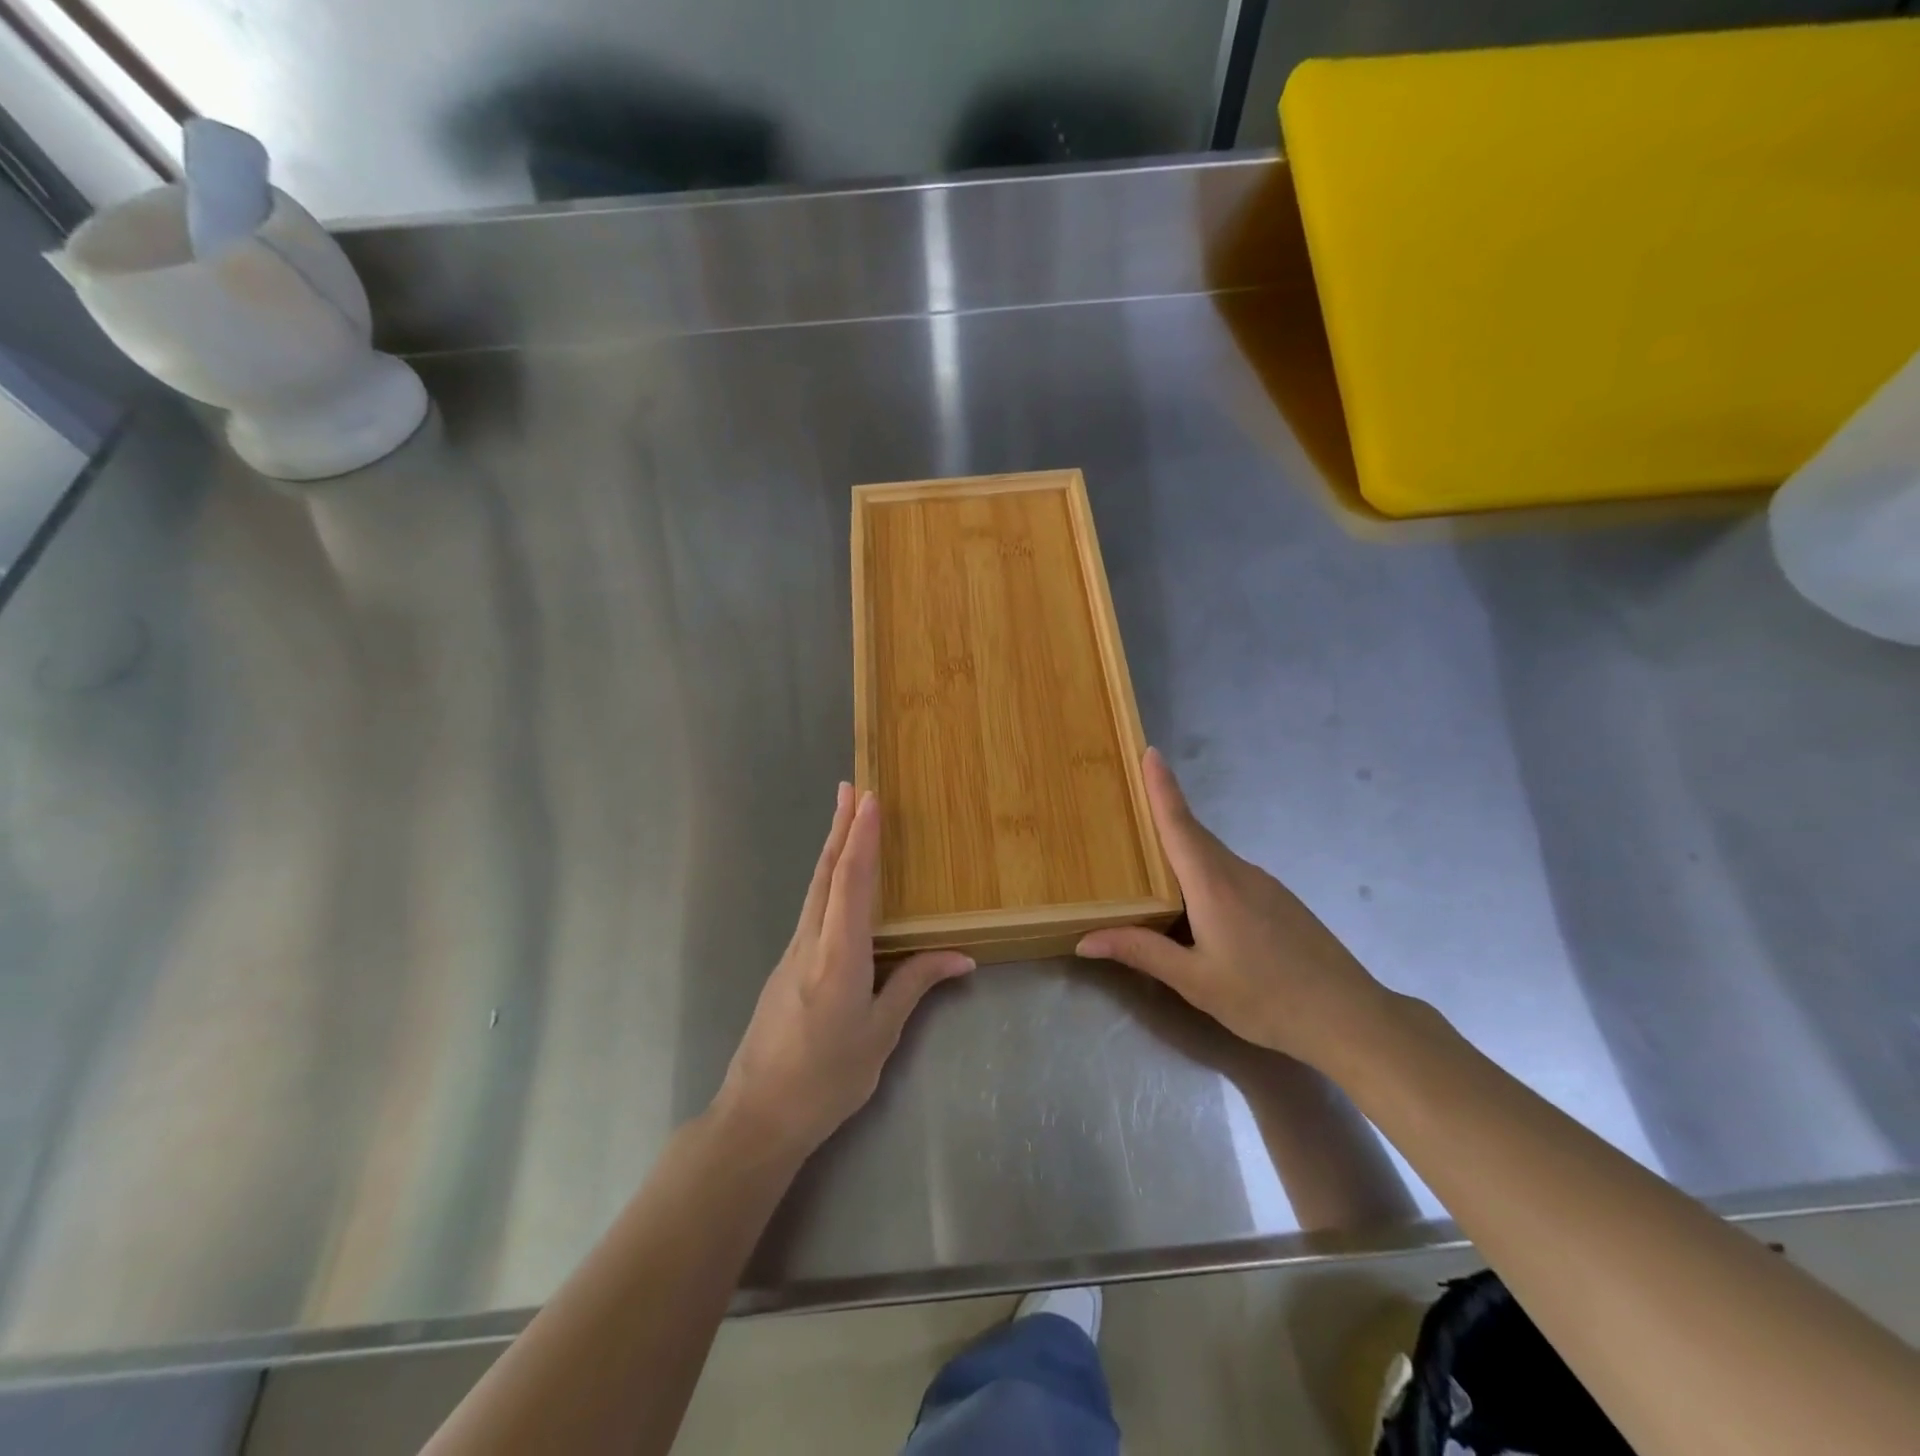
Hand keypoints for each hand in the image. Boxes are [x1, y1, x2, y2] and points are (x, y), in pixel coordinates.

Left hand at [716, 784, 973, 1159]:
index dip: (861, 838)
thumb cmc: (826, 1080)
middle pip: (826, 874)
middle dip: (840, 827)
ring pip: (814, 889)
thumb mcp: (880, 1036)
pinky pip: (811, 910)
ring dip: (831, 849)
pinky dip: (826, 881)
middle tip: (851, 787)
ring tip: (845, 817)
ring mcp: (792, 953)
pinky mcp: (786, 967)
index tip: (869, 798)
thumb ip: (915, 986)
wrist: (757, 1116)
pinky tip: (836, 882)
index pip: (851, 883)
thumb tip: (961, 956)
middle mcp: (810, 943)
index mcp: (838, 957)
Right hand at [1076, 748, 1390, 1071]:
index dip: (1162, 787)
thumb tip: (1085, 940)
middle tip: (1128, 805)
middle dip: (1163, 814)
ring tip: (1149, 859)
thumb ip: (1141, 952)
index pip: (1179, 823)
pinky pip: (1230, 874)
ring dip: (1182, 849)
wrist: (1349, 1018)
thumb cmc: (1265, 998)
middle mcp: (1238, 872)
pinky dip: (1204, 873)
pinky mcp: (1280, 901)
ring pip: (1212, 857)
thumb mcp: (1194, 981)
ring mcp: (1265, 885)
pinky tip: (1196, 905)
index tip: (1149, 752)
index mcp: (1213, 884)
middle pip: (1193, 834)